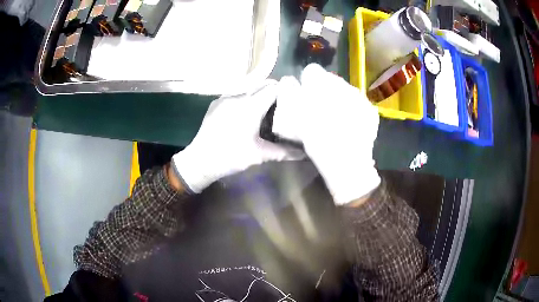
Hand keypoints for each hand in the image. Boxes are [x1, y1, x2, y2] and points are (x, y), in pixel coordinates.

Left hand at [172, 80, 302, 192]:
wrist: (199, 160)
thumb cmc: (230, 157)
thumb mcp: (259, 155)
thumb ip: (283, 152)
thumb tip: (303, 153)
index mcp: (250, 106)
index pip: (274, 88)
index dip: (286, 91)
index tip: (293, 100)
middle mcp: (237, 96)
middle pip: (262, 85)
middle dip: (274, 94)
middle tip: (282, 108)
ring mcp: (225, 98)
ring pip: (249, 89)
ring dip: (259, 97)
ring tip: (265, 112)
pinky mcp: (216, 103)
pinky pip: (236, 95)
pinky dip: (245, 100)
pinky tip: (246, 115)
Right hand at [273, 64, 380, 204]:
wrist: (347, 161)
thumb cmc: (318, 138)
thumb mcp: (296, 116)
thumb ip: (291, 96)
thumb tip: (289, 82)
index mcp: (323, 83)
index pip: (312, 71)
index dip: (307, 82)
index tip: (305, 95)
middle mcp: (343, 84)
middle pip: (331, 81)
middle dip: (324, 91)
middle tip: (320, 109)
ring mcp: (360, 98)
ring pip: (346, 91)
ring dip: (339, 100)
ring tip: (336, 119)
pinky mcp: (370, 111)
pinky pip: (359, 105)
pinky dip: (353, 111)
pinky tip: (349, 126)